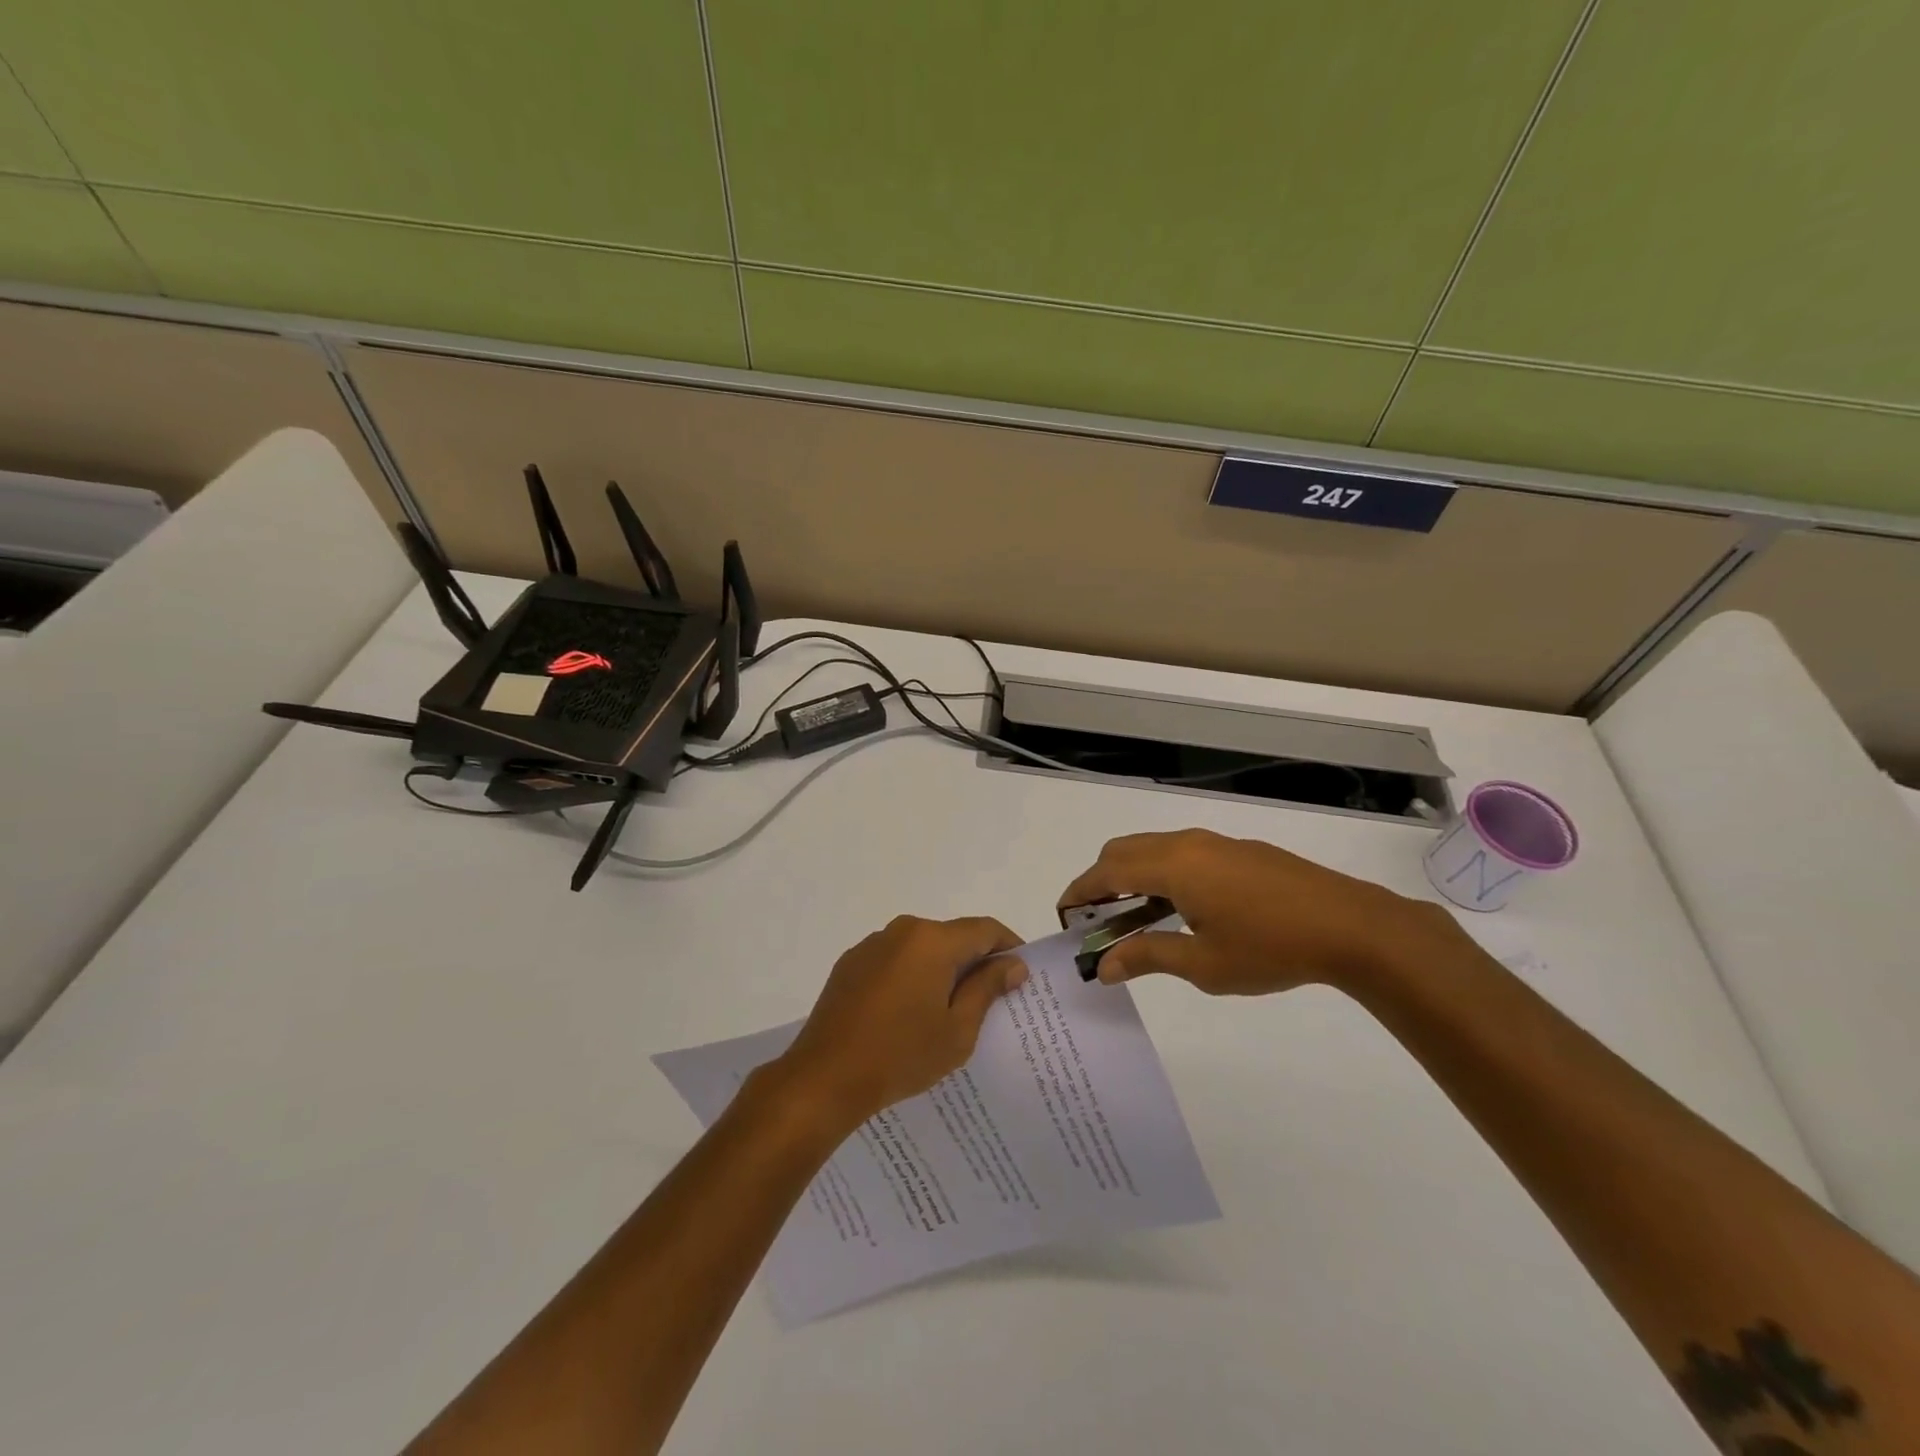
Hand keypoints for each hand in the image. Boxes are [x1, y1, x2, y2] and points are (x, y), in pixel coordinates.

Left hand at [769, 916, 1027, 1130]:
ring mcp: (872, 944)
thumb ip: (987, 988)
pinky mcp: (851, 962)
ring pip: (922, 947)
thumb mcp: (958, 1029)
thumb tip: (1013, 963)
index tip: (1021, 974)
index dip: (1009, 947)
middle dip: (975, 961)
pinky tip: (908, 1012)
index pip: (985, 929)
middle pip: (952, 935)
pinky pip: (895, 959)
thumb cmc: (901, 1055)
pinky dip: (911, 975)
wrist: (824, 1077)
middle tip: (990, 999)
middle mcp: (903, 930)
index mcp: (933, 940)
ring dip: (941, 968)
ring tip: (947, 1010)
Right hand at [1057, 828, 1456, 995]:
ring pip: (1154, 849)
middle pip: (1124, 850)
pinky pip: (1182, 853)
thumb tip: (1102, 966)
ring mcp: (1217, 843)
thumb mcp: (1203, 963)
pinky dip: (1162, 873)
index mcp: (1172, 866)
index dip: (1079, 890)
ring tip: (1136, 919)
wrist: (1352, 927)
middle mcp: (1188, 844)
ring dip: (1133, 876)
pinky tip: (1182, 910)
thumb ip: (1147, 957)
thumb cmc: (1271, 948)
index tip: (1064, 914)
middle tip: (1097, 920)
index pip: (1106, 870)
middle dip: (1101, 880)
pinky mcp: (1241, 851)